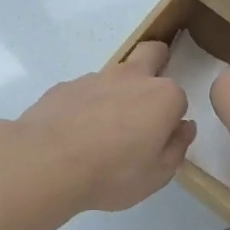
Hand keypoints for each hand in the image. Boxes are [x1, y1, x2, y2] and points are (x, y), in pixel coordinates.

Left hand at [3, 41, 193, 215]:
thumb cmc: (112, 173)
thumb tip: (184, 128)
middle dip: (156, 63)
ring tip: (102, 131)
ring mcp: (96, 77)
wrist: (46, 163)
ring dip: (116, 92)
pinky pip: (84, 91)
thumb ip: (176, 148)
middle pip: (152, 53)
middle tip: (145, 101)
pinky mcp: (65, 86)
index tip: (161, 139)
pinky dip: (85, 105)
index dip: (172, 119)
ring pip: (115, 74)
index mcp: (163, 96)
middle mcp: (132, 77)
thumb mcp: (156, 175)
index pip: (178, 99)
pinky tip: (74, 132)